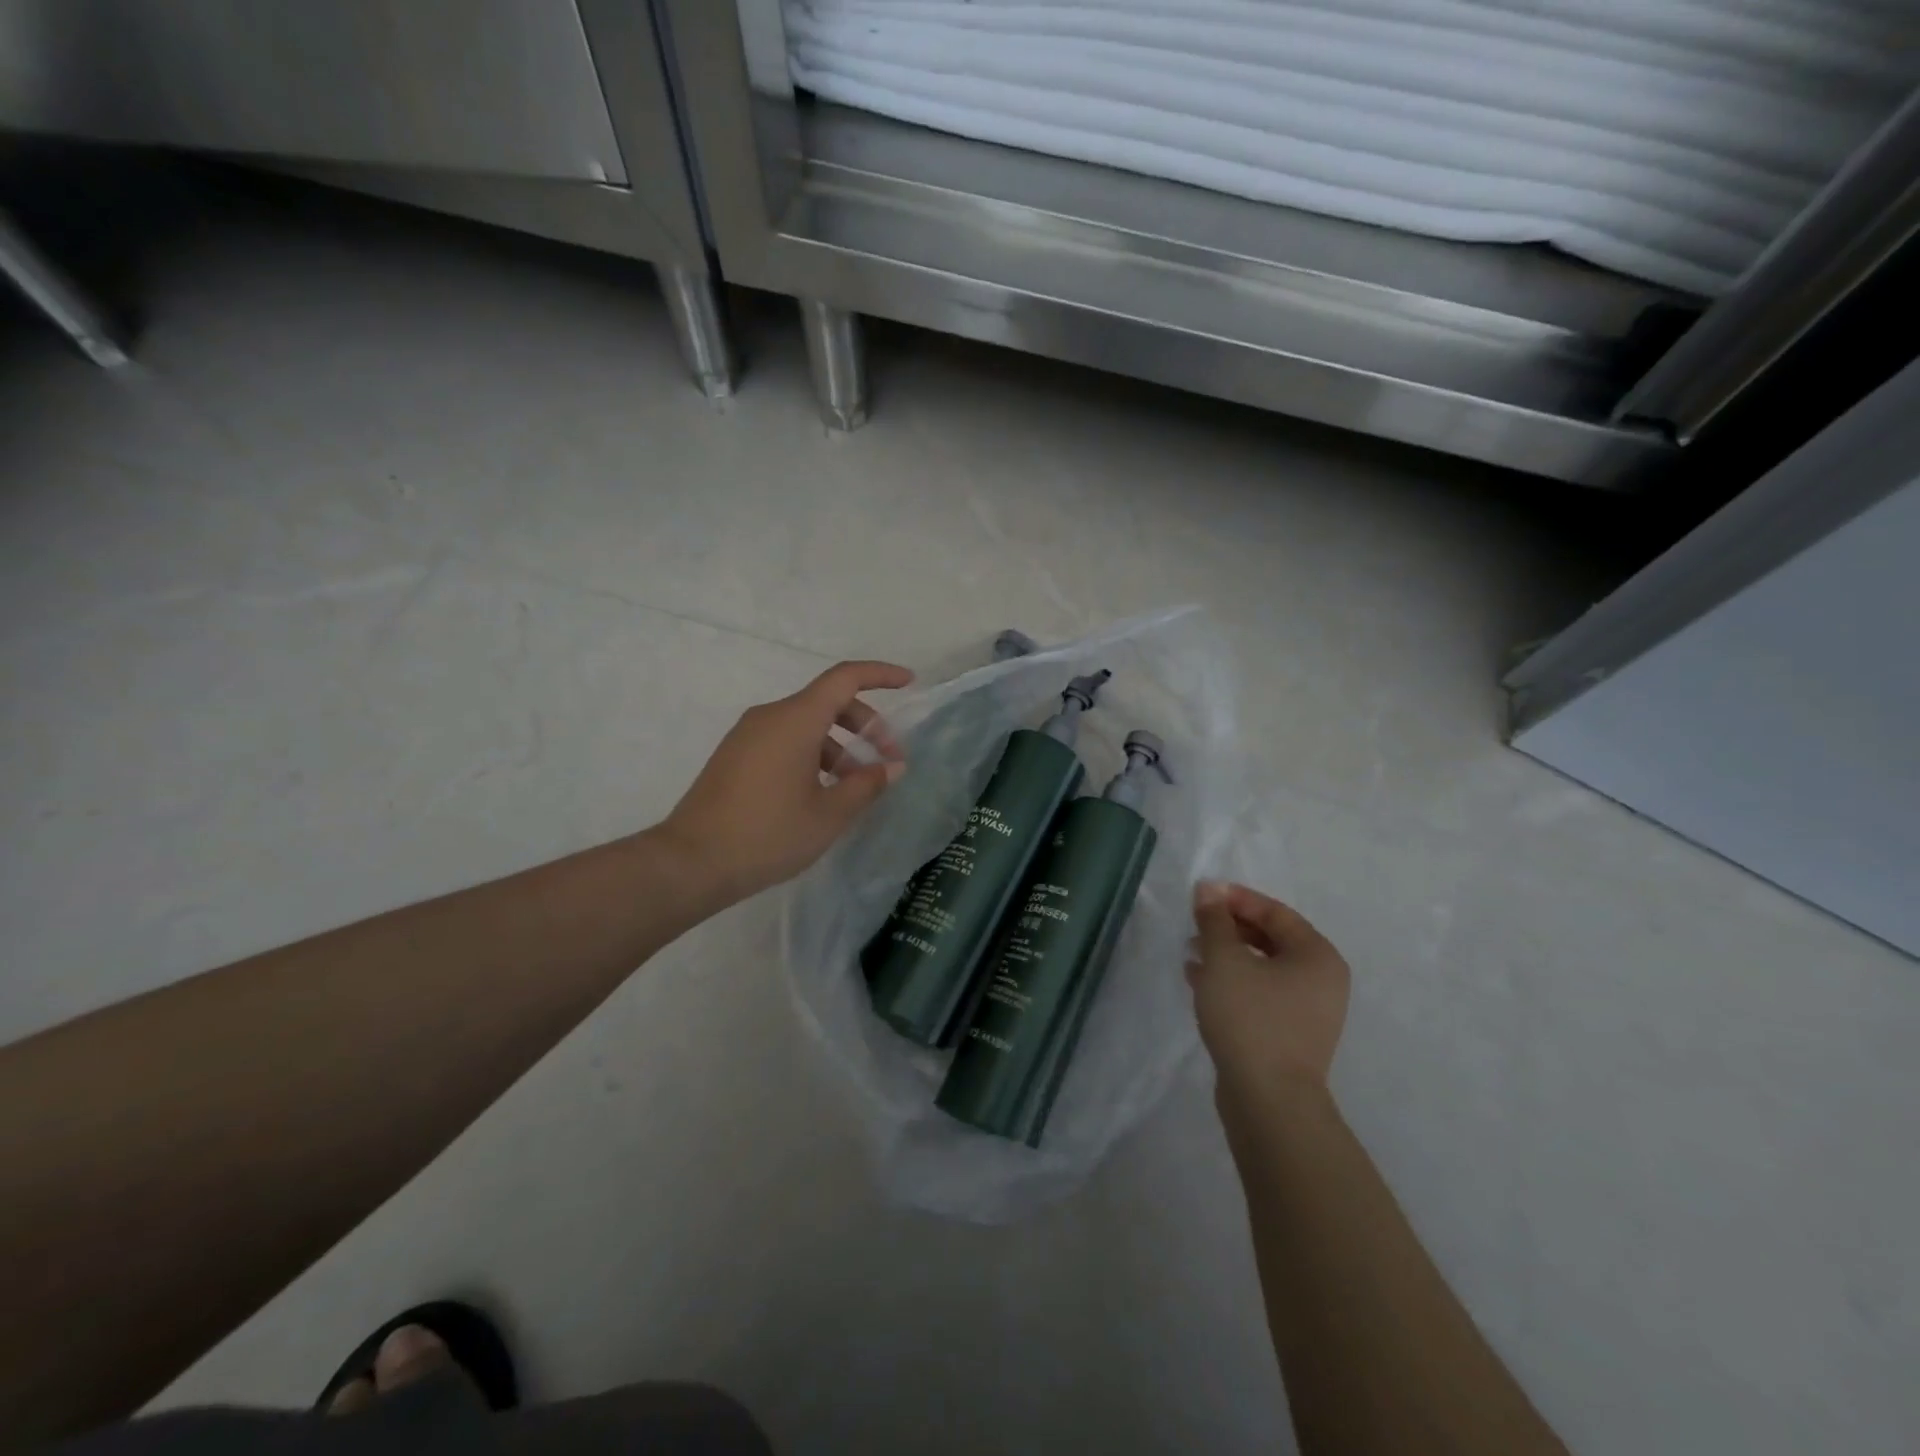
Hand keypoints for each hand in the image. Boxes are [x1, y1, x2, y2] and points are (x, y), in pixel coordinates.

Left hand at [659, 660, 912, 903]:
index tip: (909, 683)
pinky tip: (822, 792)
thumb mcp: (829, 814)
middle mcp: (770, 716)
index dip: (880, 675)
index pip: (845, 678)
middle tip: (888, 762)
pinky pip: (785, 740)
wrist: (691, 862)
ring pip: (806, 724)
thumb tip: (891, 767)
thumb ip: (866, 784)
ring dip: (840, 745)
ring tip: (855, 787)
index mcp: (795, 719)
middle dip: (865, 726)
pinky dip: (813, 754)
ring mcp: (748, 735)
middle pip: (828, 702)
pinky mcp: (736, 756)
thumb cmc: (768, 834)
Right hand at [1187, 881, 1349, 1102]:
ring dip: (1227, 955)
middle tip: (1194, 924)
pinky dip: (1232, 982)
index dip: (1235, 899)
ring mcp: (1308, 1011)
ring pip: (1262, 968)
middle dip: (1229, 928)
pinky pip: (1260, 994)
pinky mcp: (1289, 1035)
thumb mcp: (1224, 960)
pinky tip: (1199, 981)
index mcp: (1317, 956)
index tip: (1200, 896)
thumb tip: (1208, 889)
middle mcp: (1321, 980)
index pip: (1275, 912)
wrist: (1269, 1101)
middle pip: (1271, 939)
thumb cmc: (1251, 1018)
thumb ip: (1214, 921)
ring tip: (1190, 952)